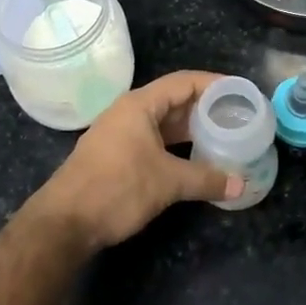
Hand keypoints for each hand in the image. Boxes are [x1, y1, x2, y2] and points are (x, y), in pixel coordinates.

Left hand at [31, 71, 243, 249]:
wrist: (64, 222)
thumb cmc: (117, 189)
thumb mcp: (167, 182)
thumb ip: (206, 179)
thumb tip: (240, 185)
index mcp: (139, 105)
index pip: (184, 82)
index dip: (213, 83)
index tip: (239, 91)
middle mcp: (128, 112)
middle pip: (174, 100)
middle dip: (205, 107)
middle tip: (237, 116)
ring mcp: (119, 133)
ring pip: (163, 122)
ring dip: (190, 128)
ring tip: (222, 135)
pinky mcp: (115, 155)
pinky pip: (153, 139)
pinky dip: (176, 144)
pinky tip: (194, 158)